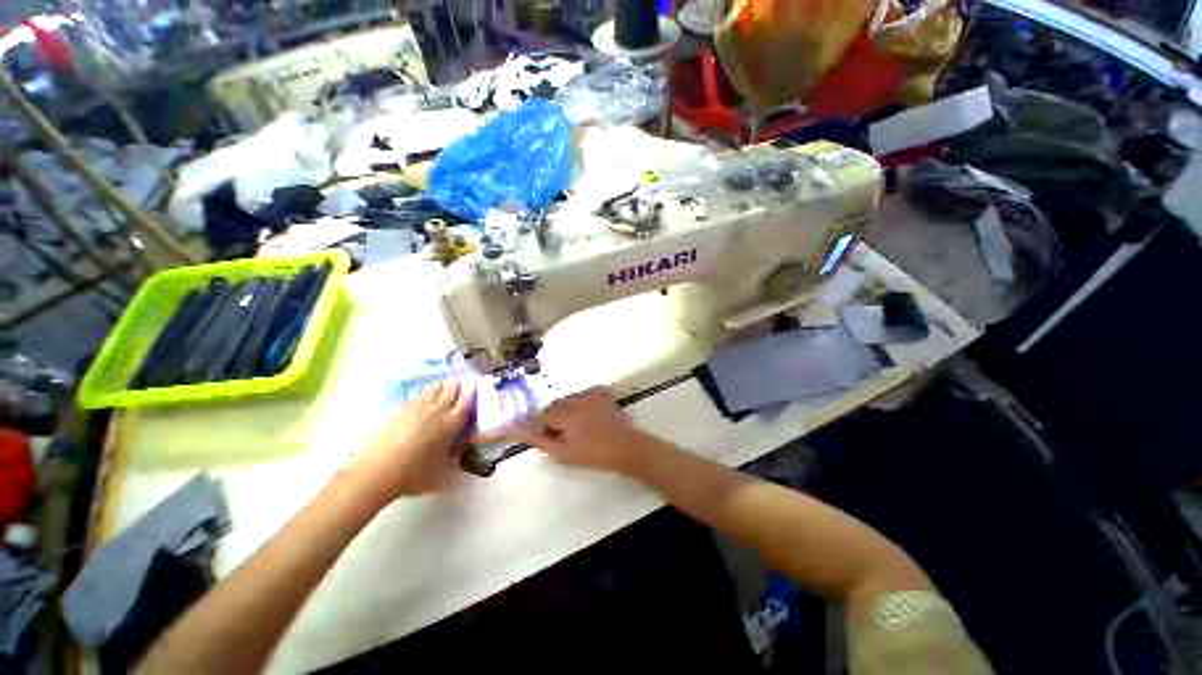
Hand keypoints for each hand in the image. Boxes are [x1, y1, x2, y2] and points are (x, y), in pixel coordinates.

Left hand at [346, 380, 473, 502]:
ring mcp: (416, 408)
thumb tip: (458, 448)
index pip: (464, 403)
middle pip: (448, 391)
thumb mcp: (441, 469)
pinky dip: (422, 395)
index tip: (472, 388)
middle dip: (454, 385)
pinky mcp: (398, 410)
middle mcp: (436, 411)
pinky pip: (416, 397)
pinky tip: (420, 400)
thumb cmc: (414, 473)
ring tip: (440, 385)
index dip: (470, 394)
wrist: (378, 470)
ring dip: (438, 387)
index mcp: (450, 423)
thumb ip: (452, 455)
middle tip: (456, 381)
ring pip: (431, 390)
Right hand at [514, 387, 652, 474]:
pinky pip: (584, 394)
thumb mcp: (564, 454)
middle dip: (557, 417)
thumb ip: (541, 442)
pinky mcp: (602, 391)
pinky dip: (583, 402)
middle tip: (567, 433)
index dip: (546, 427)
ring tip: (582, 425)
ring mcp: (591, 392)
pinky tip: (591, 415)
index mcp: (566, 414)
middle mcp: (576, 399)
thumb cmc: (594, 454)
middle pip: (556, 404)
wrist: (626, 447)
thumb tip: (523, 432)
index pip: (544, 414)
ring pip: (570, 398)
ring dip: (569, 409)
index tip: (554, 437)